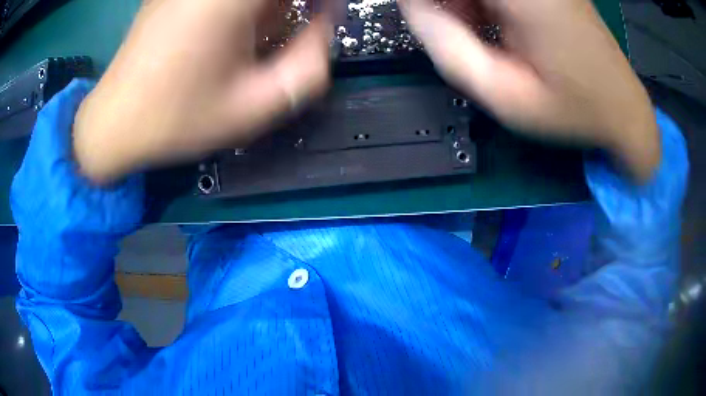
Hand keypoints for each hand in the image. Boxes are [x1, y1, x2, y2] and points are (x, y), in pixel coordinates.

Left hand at [73, 0, 330, 183]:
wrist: (114, 122)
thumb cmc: (178, 118)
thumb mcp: (254, 108)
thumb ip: (309, 67)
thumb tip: (325, 25)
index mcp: (230, 0)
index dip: (321, 2)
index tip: (325, 16)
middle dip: (290, 7)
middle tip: (297, 27)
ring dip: (265, 9)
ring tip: (257, 36)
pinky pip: (219, 0)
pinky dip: (241, 10)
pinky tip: (228, 32)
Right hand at [400, 0, 659, 180]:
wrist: (623, 108)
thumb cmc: (573, 109)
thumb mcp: (505, 97)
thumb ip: (449, 50)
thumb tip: (413, 8)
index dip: (422, 2)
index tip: (421, 20)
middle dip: (444, 5)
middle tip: (449, 33)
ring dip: (461, 4)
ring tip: (475, 37)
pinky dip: (480, 4)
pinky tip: (491, 26)